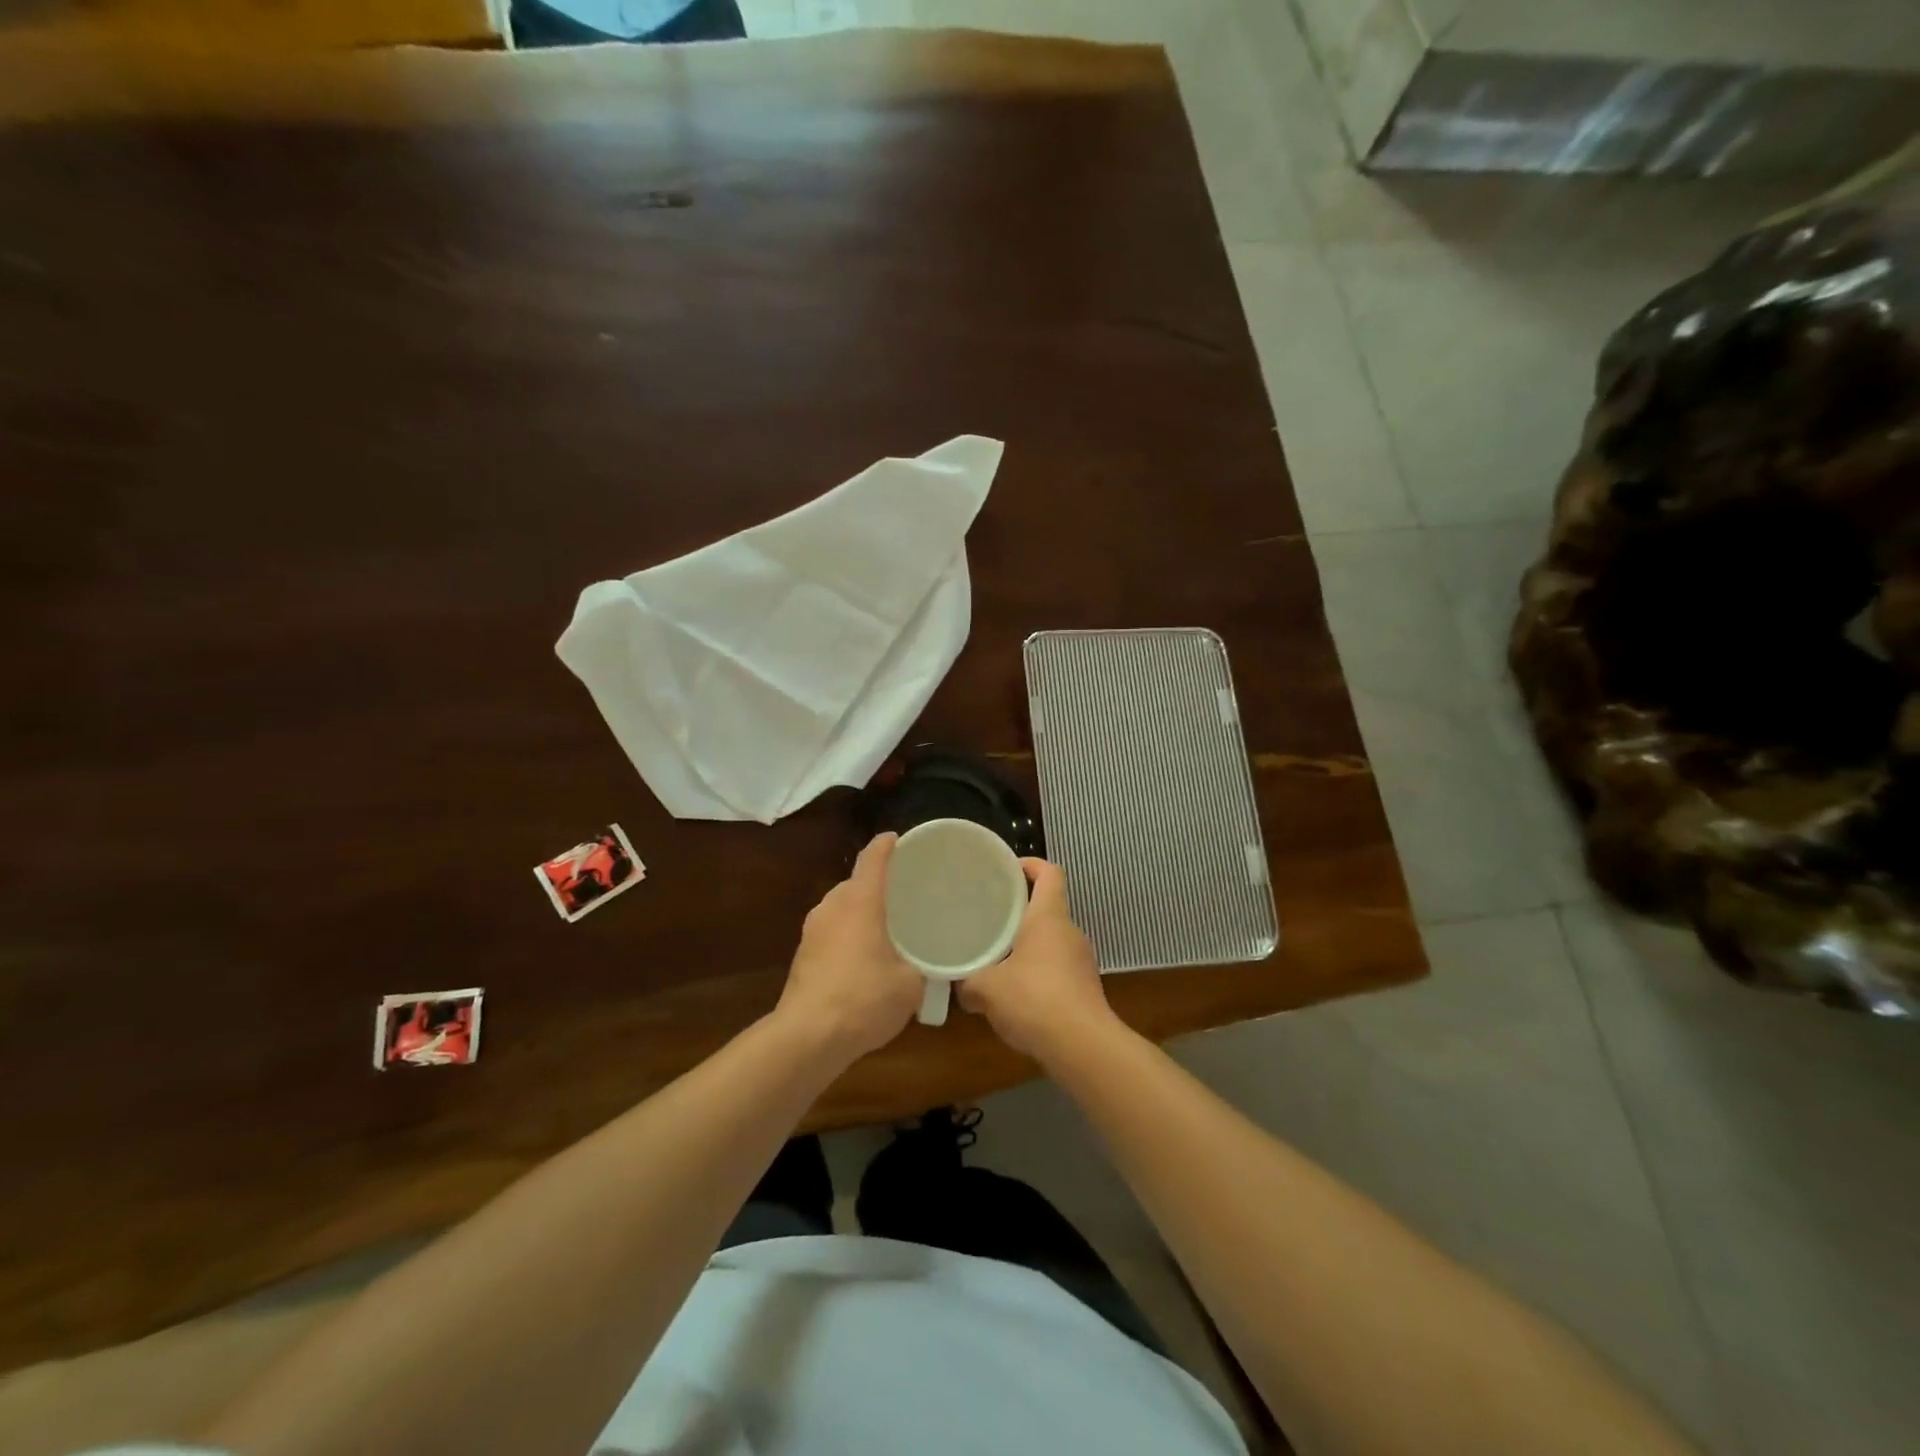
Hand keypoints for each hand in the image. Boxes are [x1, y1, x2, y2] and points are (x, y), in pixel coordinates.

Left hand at [775, 833, 924, 1062]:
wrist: (808, 1036)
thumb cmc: (865, 999)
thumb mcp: (910, 984)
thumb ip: (921, 967)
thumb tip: (926, 967)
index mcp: (860, 902)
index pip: (872, 859)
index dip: (886, 845)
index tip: (897, 839)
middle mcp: (832, 907)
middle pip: (855, 883)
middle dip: (877, 885)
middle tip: (903, 896)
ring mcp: (812, 931)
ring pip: (841, 909)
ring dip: (860, 913)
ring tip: (885, 929)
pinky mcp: (802, 955)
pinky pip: (831, 932)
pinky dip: (847, 935)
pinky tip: (863, 959)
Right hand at [957, 858, 1115, 1060]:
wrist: (1083, 1047)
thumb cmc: (1034, 1000)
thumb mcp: (987, 989)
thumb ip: (968, 982)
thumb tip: (961, 986)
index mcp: (1049, 917)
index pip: (1049, 873)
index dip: (1030, 865)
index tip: (1006, 871)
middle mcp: (1069, 932)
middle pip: (1047, 907)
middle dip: (1019, 912)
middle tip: (989, 919)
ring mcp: (1082, 960)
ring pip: (1051, 941)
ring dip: (1027, 946)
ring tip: (997, 958)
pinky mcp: (1085, 988)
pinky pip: (1057, 969)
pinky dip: (1038, 973)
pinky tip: (1016, 995)